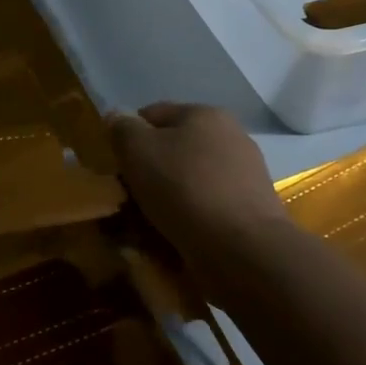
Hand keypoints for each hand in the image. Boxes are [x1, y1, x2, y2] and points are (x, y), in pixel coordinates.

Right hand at [108, 103, 296, 278]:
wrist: (243, 249)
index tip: (115, 167)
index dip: (128, 137)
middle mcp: (230, 138)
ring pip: (188, 182)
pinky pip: (206, 208)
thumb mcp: (137, 150)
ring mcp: (244, 175)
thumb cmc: (184, 189)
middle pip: (173, 150)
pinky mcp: (250, 211)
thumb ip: (122, 129)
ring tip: (145, 226)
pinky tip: (172, 238)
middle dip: (148, 172)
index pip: (153, 114)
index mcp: (205, 114)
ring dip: (166, 199)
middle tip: (127, 198)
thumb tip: (117, 117)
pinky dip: (187, 219)